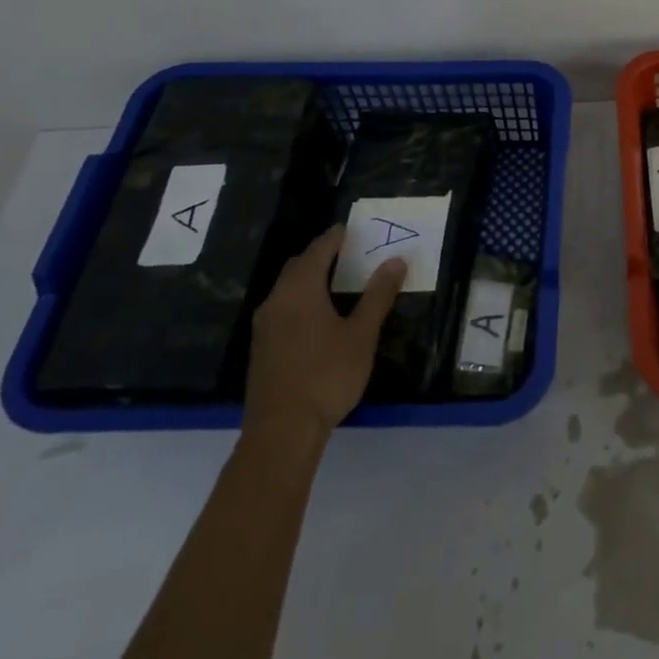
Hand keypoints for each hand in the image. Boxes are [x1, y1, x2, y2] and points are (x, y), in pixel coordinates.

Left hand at [242, 225, 405, 448]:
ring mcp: (265, 326)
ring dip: (311, 277)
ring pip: (288, 288)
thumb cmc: (326, 375)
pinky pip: (284, 307)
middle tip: (351, 251)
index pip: (318, 250)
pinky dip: (303, 298)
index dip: (336, 237)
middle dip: (322, 254)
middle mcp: (276, 301)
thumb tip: (395, 260)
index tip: (354, 228)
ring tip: (340, 279)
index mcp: (300, 291)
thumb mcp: (362, 334)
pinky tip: (321, 313)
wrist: (282, 430)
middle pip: (298, 266)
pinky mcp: (263, 347)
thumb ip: (378, 295)